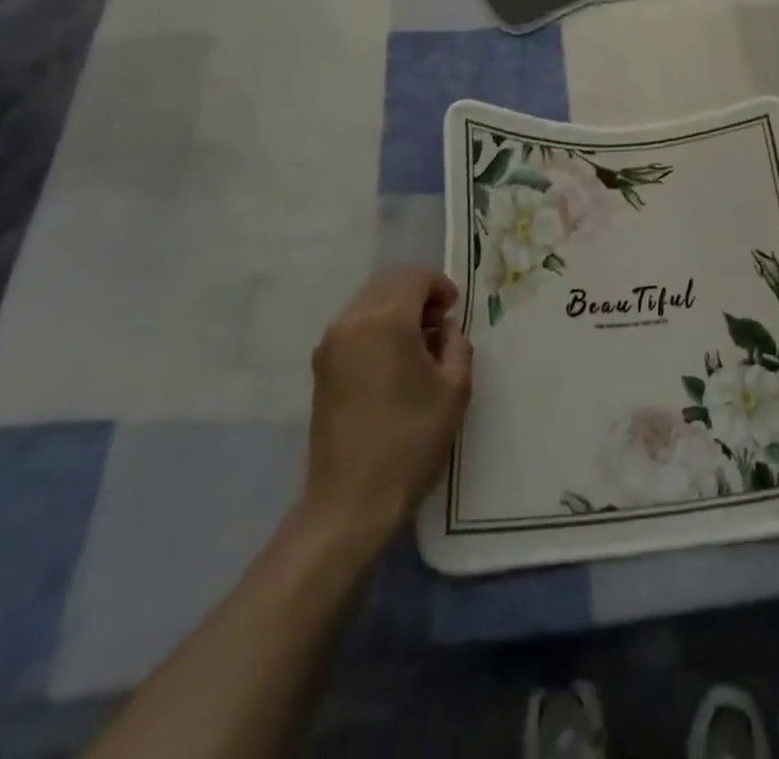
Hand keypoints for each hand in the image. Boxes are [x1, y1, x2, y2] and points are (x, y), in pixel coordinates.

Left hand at [296, 264, 471, 552]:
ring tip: (418, 343)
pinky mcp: (321, 365)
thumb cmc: (411, 440)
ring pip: (370, 300)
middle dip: (419, 292)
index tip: (455, 311)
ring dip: (397, 307)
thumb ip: (457, 344)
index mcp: (386, 320)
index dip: (440, 285)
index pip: (415, 276)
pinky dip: (378, 325)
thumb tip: (445, 327)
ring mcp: (331, 342)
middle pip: (389, 282)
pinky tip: (394, 359)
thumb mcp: (454, 388)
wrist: (350, 500)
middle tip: (440, 324)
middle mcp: (353, 321)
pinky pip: (355, 323)